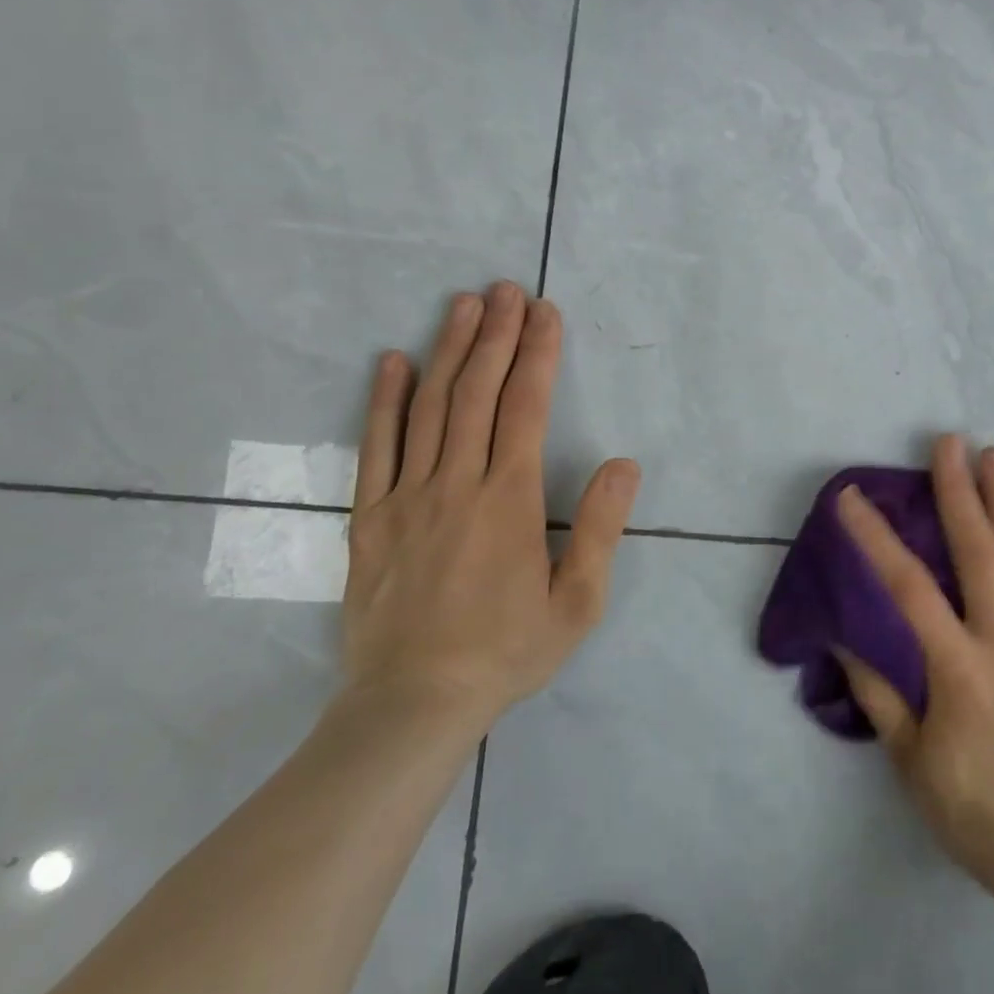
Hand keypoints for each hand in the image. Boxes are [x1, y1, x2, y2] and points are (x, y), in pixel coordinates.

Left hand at [339, 282, 640, 728]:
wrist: (412, 704)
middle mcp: (457, 482)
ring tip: (462, 305)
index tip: (545, 313)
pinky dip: (385, 400)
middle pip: (477, 392)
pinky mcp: (370, 517)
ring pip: (429, 407)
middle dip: (495, 335)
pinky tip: (392, 362)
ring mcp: (407, 496)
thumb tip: (623, 464)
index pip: (525, 407)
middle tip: (506, 289)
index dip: (537, 354)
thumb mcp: (576, 602)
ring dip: (448, 350)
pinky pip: (377, 446)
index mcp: (509, 499)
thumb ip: (599, 529)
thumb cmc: (506, 652)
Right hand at [835, 436, 993, 920]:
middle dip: (958, 492)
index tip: (852, 498)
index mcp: (960, 672)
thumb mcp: (912, 764)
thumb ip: (879, 693)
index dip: (875, 538)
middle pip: (979, 553)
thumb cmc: (979, 815)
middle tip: (948, 442)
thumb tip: (843, 634)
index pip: (907, 588)